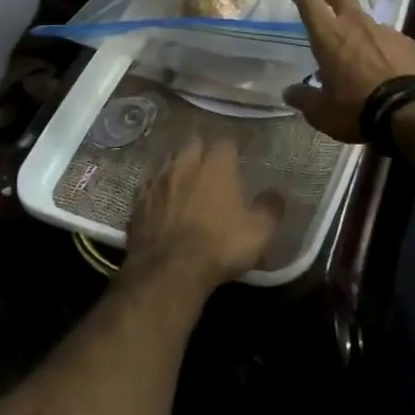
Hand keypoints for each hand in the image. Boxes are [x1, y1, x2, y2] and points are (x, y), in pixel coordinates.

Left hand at [125, 138, 282, 292]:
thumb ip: (271, 208)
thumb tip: (277, 193)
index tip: (236, 161)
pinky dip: (156, 190)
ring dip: (177, 167)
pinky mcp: (137, 203)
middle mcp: (185, 164)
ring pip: (168, 161)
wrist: (168, 271)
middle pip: (193, 144)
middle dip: (201, 151)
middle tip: (210, 167)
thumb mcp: (259, 231)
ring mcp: (157, 182)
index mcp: (216, 166)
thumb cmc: (220, 245)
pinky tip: (160, 200)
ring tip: (184, 180)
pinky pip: (148, 186)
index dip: (232, 151)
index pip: (225, 143)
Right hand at [284, 0, 414, 142]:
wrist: (412, 111)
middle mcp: (356, 24)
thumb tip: (290, 92)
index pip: (309, 1)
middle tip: (327, 6)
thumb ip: (304, 99)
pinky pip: (389, 37)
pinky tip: (384, 64)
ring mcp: (385, 31)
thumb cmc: (357, 108)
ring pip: (367, 18)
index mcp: (329, 35)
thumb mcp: (322, 112)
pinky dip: (381, 45)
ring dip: (358, 27)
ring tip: (357, 50)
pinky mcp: (408, 42)